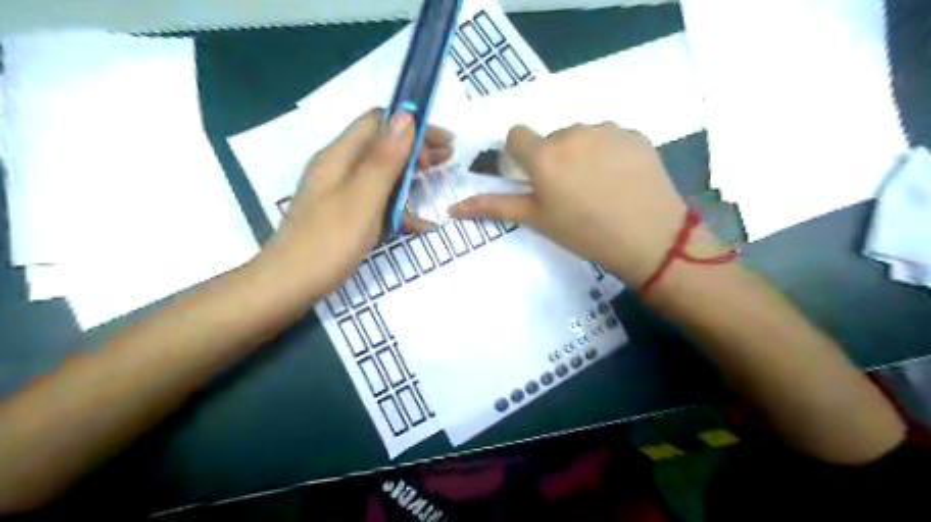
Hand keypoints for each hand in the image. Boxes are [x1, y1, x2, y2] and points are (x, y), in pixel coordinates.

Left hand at [257, 108, 455, 299]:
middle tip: (448, 160)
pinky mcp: (345, 215)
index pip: (378, 122)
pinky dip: (400, 206)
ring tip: (439, 179)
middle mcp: (339, 168)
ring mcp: (341, 193)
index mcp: (340, 157)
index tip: (443, 141)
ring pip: (382, 173)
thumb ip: (384, 158)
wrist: (289, 285)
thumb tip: (406, 116)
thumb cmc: (328, 241)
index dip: (412, 125)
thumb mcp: (362, 198)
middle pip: (382, 146)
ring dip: (411, 174)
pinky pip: (377, 201)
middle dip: (417, 148)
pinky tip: (422, 224)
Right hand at [447, 122, 701, 286]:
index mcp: (544, 155)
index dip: (520, 155)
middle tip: (570, 191)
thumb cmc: (584, 233)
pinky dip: (608, 152)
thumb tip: (453, 207)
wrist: (649, 238)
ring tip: (598, 186)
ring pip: (581, 136)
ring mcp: (606, 130)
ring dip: (581, 154)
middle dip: (553, 158)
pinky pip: (609, 137)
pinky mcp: (634, 134)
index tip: (534, 177)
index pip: (516, 136)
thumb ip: (494, 206)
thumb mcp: (536, 220)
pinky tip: (620, 179)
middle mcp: (572, 133)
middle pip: (551, 138)